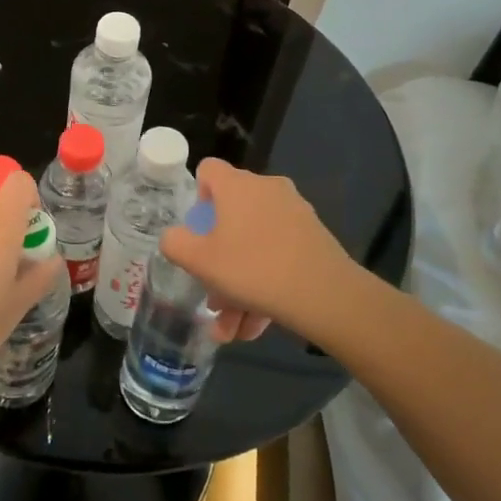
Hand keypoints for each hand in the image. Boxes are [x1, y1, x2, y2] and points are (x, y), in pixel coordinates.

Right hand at [160, 160, 361, 342]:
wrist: (325, 293)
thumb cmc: (253, 268)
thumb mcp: (200, 261)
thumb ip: (175, 244)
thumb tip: (175, 238)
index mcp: (237, 186)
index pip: (209, 170)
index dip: (198, 198)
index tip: (199, 232)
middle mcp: (266, 189)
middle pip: (232, 218)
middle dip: (218, 262)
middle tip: (213, 298)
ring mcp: (294, 212)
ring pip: (254, 246)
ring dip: (239, 286)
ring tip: (233, 330)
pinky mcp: (313, 237)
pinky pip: (278, 256)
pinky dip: (265, 286)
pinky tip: (257, 327)